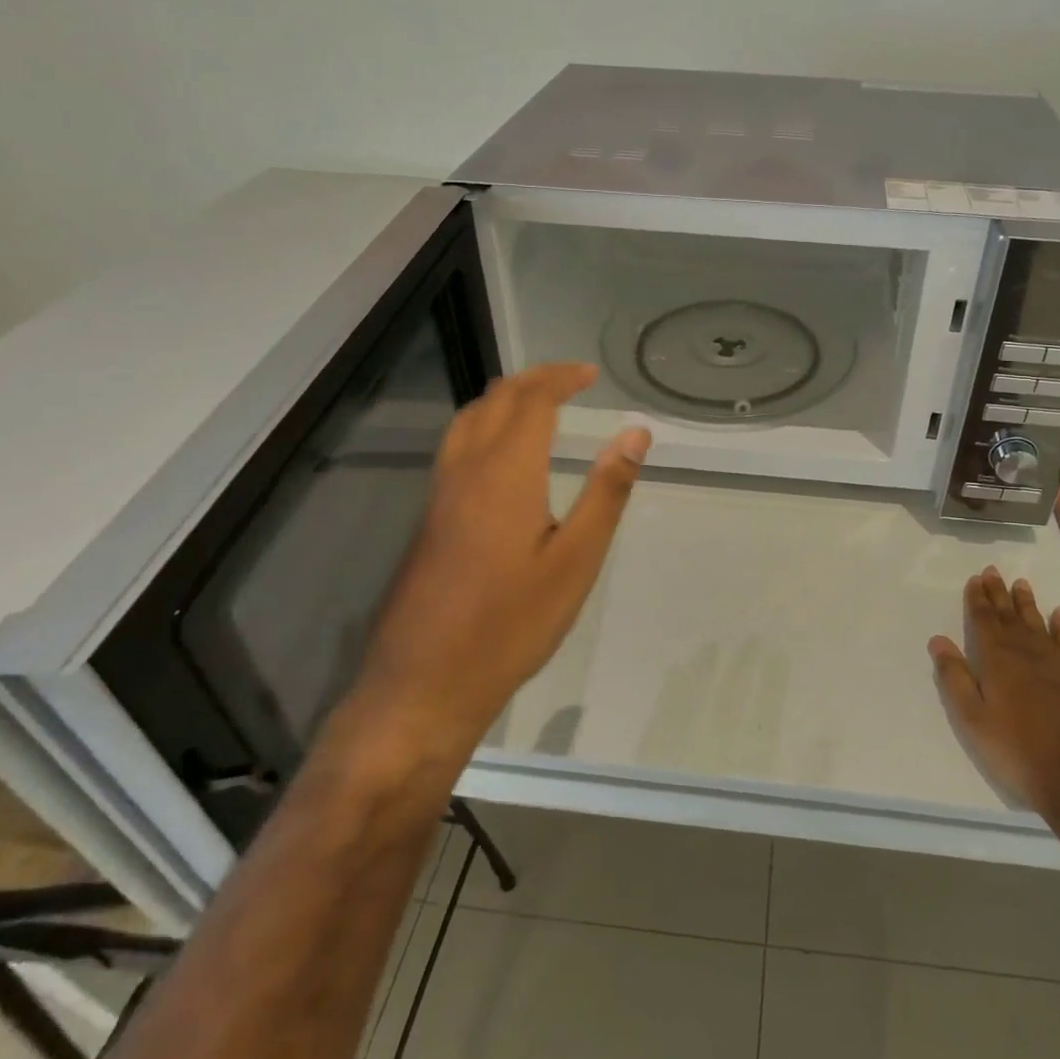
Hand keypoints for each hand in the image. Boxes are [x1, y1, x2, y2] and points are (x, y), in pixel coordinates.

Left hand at [358, 363, 649, 756]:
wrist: (424, 684)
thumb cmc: (512, 623)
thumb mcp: (576, 560)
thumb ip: (606, 491)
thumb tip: (635, 433)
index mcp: (505, 472)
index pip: (531, 400)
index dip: (561, 378)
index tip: (590, 374)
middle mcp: (465, 470)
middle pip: (495, 400)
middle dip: (533, 380)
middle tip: (571, 380)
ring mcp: (440, 494)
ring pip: (467, 420)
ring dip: (504, 399)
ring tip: (538, 404)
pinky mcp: (429, 518)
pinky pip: (456, 447)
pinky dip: (484, 425)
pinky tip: (502, 455)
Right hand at [929, 568, 1059, 834]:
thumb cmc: (1015, 750)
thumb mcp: (972, 719)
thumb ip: (955, 678)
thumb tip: (938, 640)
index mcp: (997, 660)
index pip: (984, 620)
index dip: (978, 599)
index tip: (975, 579)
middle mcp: (1027, 652)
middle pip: (1009, 616)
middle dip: (999, 593)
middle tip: (993, 571)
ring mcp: (1057, 663)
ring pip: (1038, 623)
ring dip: (1027, 603)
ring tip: (1020, 584)